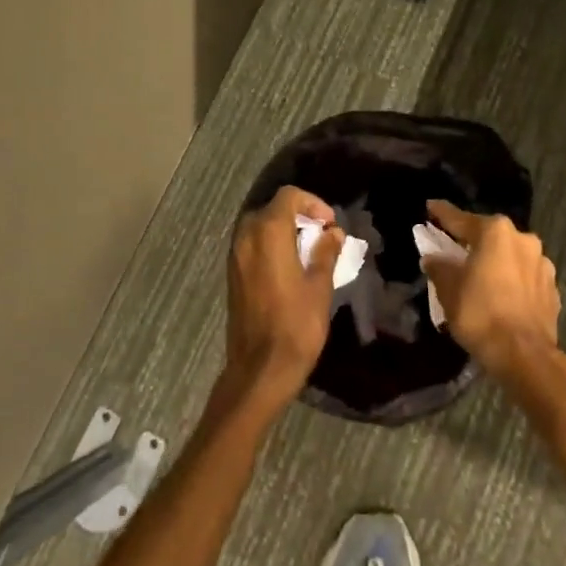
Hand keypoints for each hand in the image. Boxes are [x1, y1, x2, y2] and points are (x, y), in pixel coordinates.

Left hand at [221, 186, 343, 419]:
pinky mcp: (232, 275)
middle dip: (298, 215)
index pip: (288, 196)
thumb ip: (325, 253)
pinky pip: (252, 246)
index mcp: (267, 232)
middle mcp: (246, 237)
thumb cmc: (296, 325)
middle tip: (321, 236)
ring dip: (284, 230)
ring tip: (309, 252)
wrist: (260, 369)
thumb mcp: (319, 286)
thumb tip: (333, 233)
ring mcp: (235, 256)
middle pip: (272, 209)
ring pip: (259, 226)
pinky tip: (290, 268)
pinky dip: (271, 246)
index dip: (313, 203)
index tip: (330, 224)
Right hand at [421, 200, 560, 380]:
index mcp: (494, 232)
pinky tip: (503, 294)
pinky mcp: (552, 287)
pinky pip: (525, 276)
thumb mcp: (449, 290)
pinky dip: (512, 280)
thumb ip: (439, 268)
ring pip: (511, 255)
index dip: (442, 214)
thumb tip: (434, 258)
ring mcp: (542, 263)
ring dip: (496, 261)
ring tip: (483, 276)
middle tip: (456, 249)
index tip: (430, 207)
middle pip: (489, 235)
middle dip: (473, 241)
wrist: (525, 356)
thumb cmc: (480, 314)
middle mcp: (522, 238)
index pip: (460, 219)